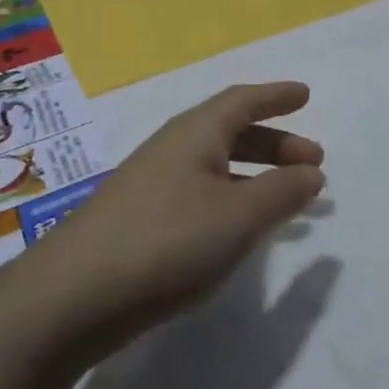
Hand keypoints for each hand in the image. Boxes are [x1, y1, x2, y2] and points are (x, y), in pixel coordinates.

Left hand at [30, 82, 324, 356]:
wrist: (75, 293)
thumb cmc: (167, 241)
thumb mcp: (237, 217)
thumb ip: (280, 193)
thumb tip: (311, 172)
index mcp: (195, 133)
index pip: (242, 101)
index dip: (276, 96)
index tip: (306, 95)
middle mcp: (172, 148)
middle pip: (230, 132)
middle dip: (274, 143)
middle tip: (313, 162)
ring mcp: (152, 183)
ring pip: (215, 165)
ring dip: (255, 174)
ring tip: (288, 198)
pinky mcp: (141, 219)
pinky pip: (200, 193)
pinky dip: (231, 199)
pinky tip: (239, 229)